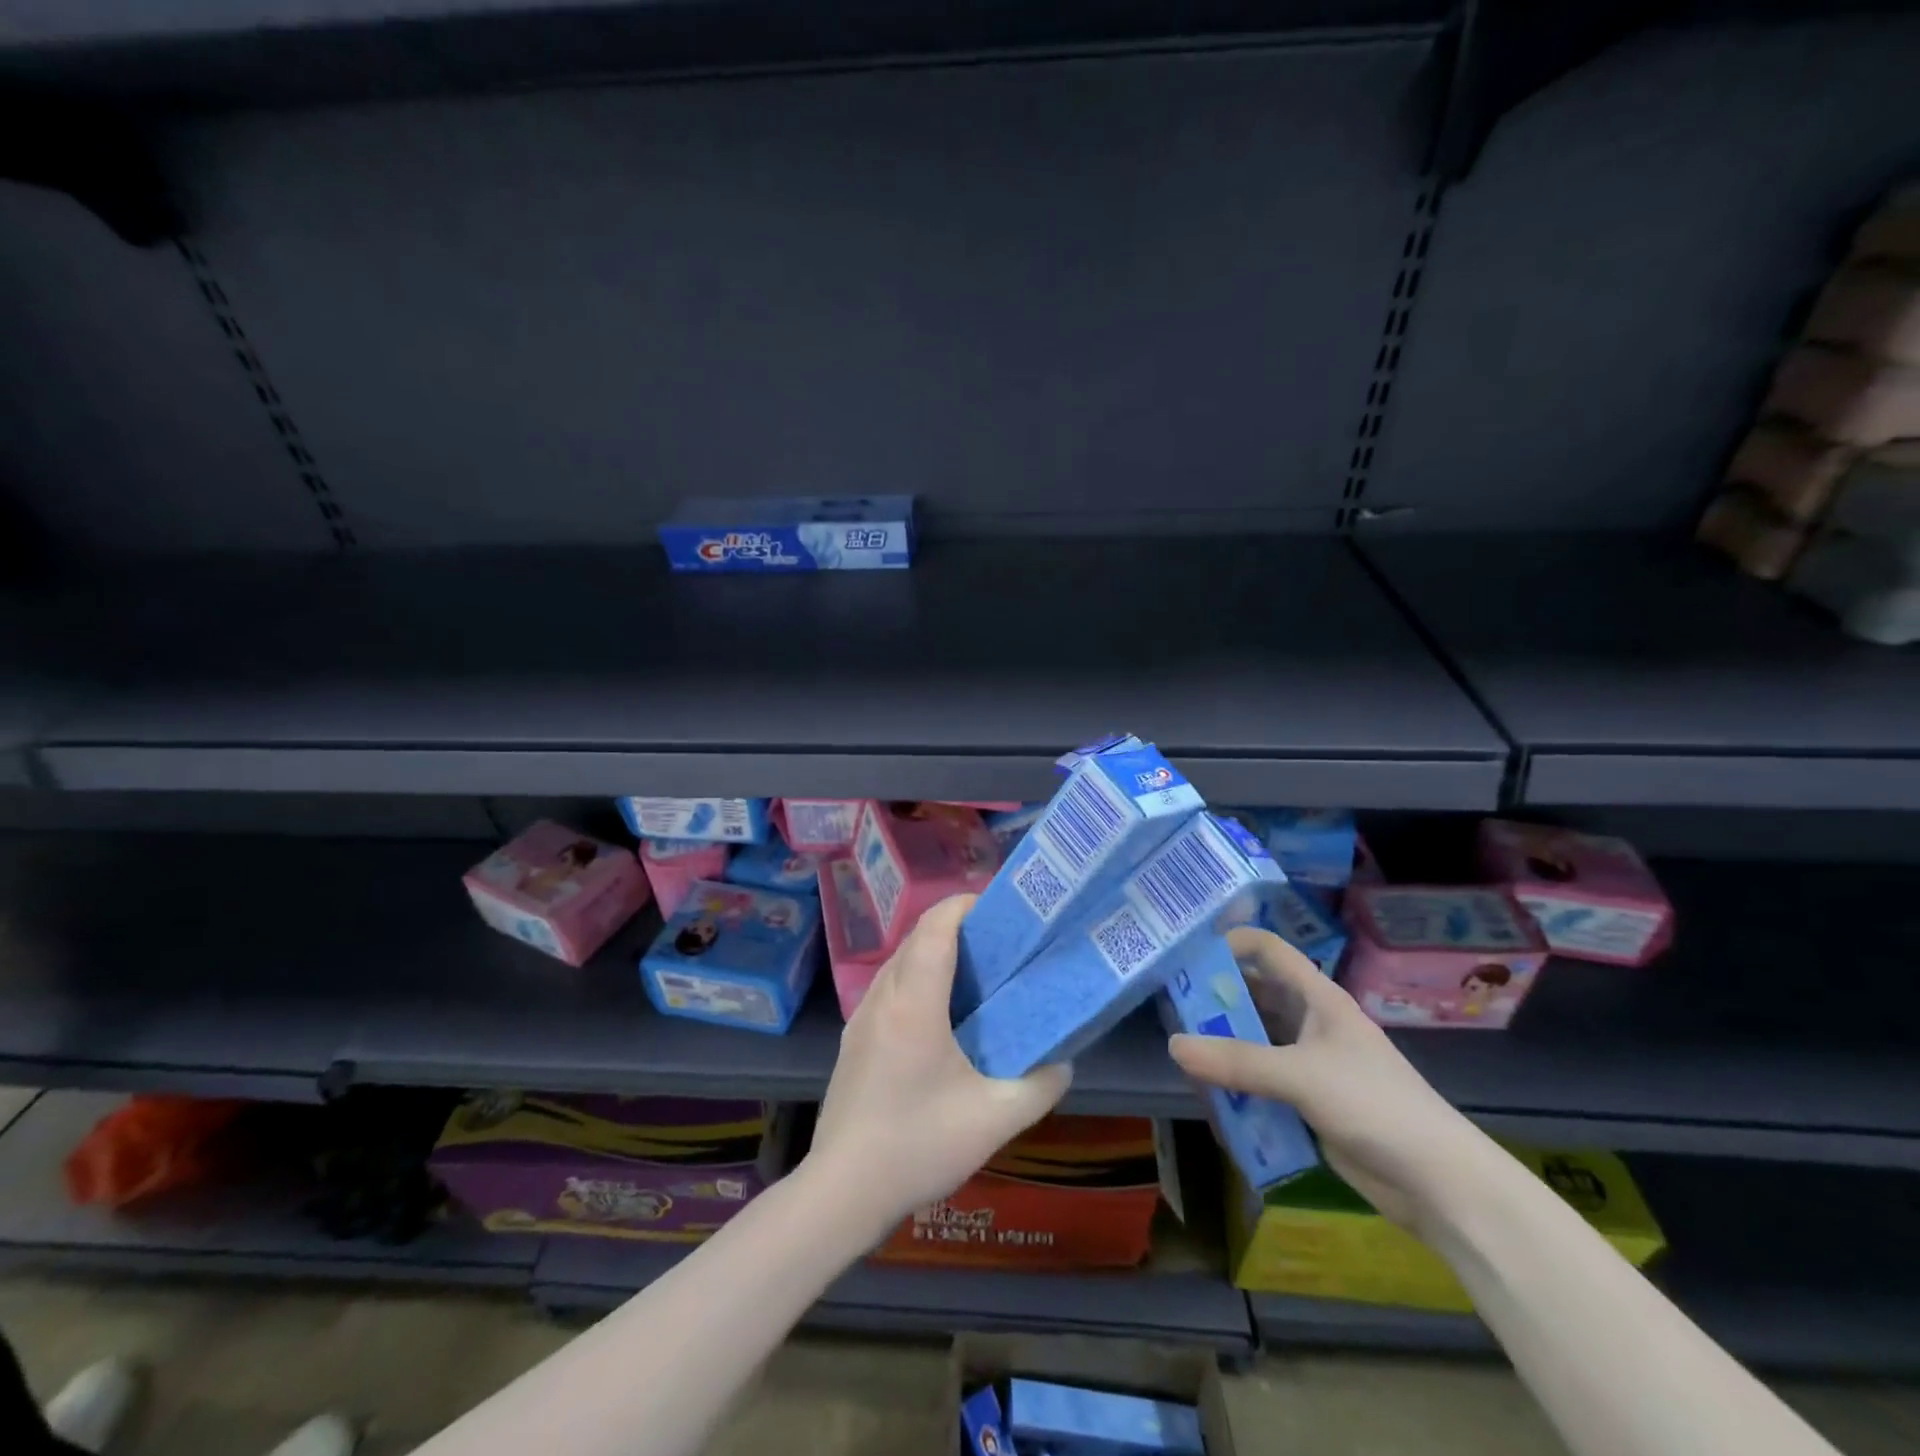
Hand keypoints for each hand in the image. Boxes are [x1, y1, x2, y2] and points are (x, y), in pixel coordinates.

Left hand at [805, 895, 1071, 1238]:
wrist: (842, 1189)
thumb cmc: (918, 1145)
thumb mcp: (995, 1120)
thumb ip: (1040, 1085)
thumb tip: (1063, 1060)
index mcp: (914, 1002)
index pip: (936, 927)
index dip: (965, 904)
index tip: (999, 907)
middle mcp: (882, 996)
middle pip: (917, 937)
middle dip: (956, 925)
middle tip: (999, 942)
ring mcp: (861, 1017)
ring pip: (899, 961)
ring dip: (933, 951)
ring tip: (974, 973)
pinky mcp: (853, 1039)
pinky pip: (888, 986)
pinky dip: (916, 977)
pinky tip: (939, 1014)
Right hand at [1167, 926, 1491, 1229]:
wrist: (1438, 1183)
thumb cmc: (1375, 1105)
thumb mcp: (1301, 1076)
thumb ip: (1237, 1062)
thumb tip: (1174, 1045)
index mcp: (1318, 999)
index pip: (1269, 951)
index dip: (1231, 942)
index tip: (1188, 952)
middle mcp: (1311, 1023)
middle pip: (1256, 996)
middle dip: (1216, 998)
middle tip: (1169, 1003)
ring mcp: (1309, 1064)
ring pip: (1255, 1041)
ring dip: (1223, 1045)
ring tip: (1181, 1049)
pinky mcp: (1308, 1102)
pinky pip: (1262, 1081)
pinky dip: (1237, 1084)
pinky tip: (1211, 1095)